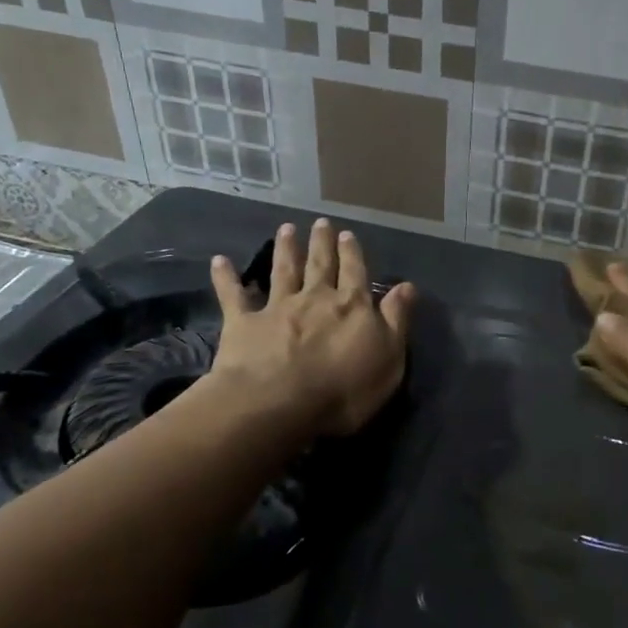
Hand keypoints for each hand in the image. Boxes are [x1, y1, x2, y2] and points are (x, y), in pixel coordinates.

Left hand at [208, 219, 413, 436]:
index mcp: (352, 306)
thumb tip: (407, 286)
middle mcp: (315, 298)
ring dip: (285, 249)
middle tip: (321, 223)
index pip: (355, 273)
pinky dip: (226, 277)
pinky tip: (219, 261)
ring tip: (286, 229)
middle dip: (322, 243)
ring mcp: (277, 308)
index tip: (348, 234)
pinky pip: (233, 295)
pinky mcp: (244, 323)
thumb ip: (397, 319)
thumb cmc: (344, 389)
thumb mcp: (389, 357)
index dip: (353, 254)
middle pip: (320, 265)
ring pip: (283, 271)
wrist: (279, 403)